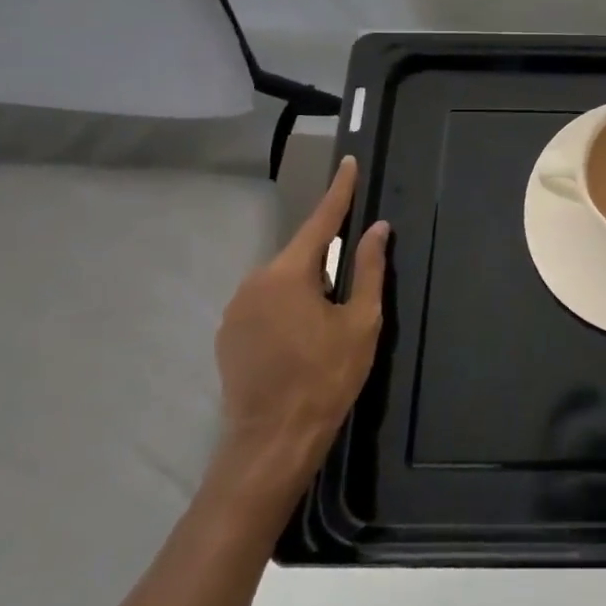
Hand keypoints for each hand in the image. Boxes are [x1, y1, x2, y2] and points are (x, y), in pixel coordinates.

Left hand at [214, 156, 387, 492]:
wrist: (272, 441)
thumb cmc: (326, 377)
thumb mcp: (361, 322)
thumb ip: (369, 269)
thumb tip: (378, 228)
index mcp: (289, 274)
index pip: (320, 221)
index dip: (339, 192)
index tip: (348, 163)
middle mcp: (254, 281)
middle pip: (301, 255)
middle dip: (326, 262)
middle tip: (350, 295)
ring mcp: (236, 309)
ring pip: (282, 281)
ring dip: (306, 288)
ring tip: (327, 326)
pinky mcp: (228, 334)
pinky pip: (265, 303)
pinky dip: (286, 308)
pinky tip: (301, 340)